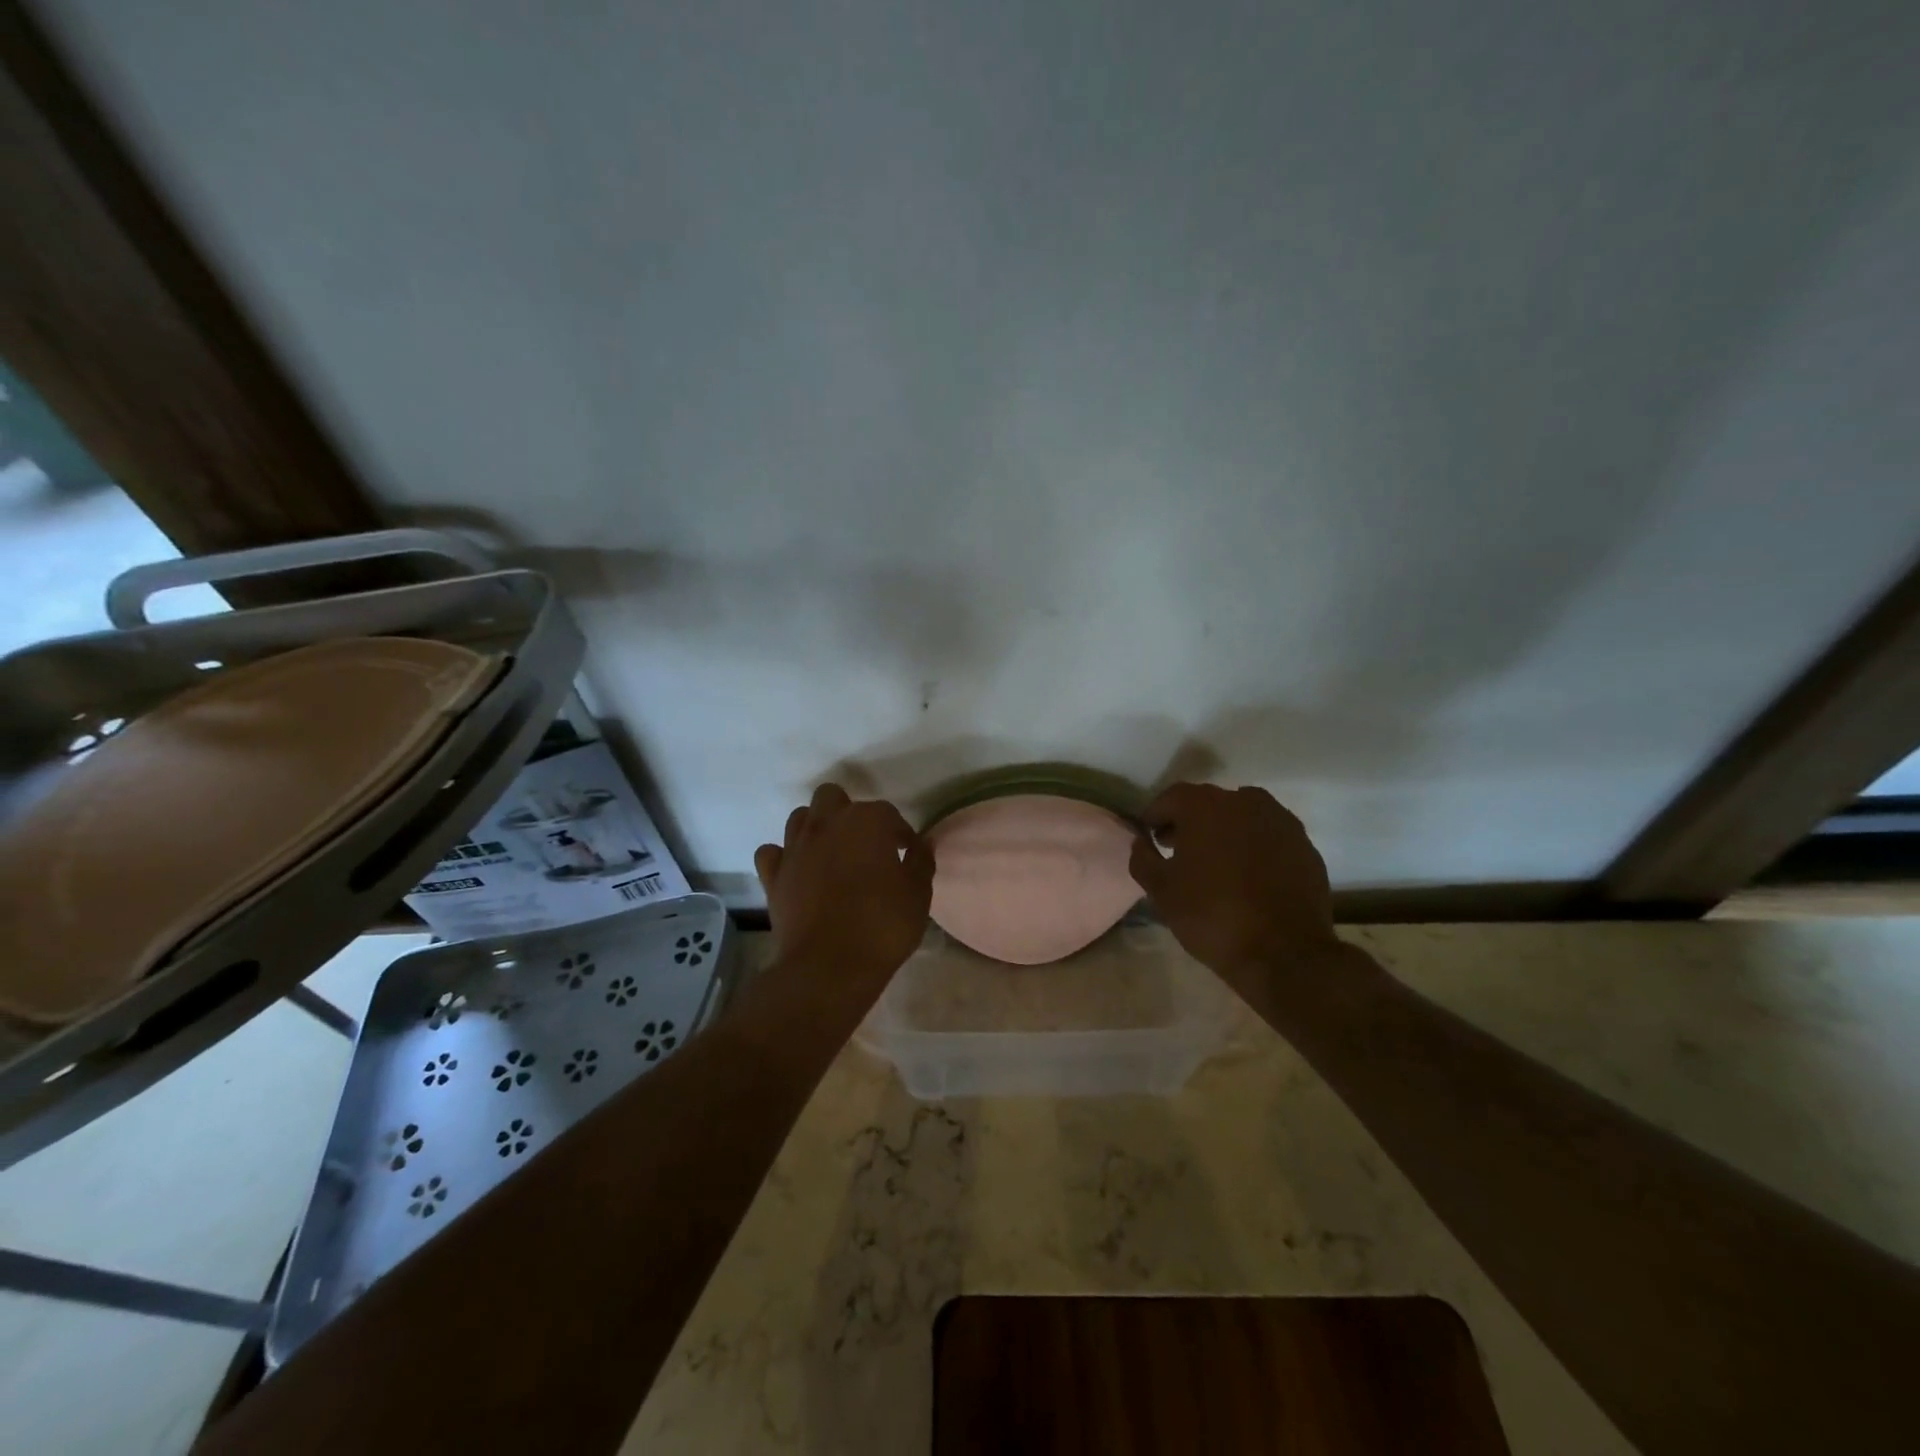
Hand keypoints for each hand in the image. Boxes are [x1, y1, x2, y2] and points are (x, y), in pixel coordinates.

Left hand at [755, 784, 933, 980]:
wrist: (829, 967)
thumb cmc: (882, 926)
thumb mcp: (918, 894)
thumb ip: (921, 861)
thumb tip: (922, 843)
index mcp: (866, 822)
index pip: (888, 814)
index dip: (900, 833)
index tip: (907, 853)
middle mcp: (827, 824)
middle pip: (833, 797)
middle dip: (849, 813)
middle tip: (865, 844)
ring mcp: (795, 848)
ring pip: (800, 817)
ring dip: (816, 828)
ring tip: (832, 853)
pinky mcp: (773, 876)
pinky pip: (771, 853)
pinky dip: (783, 857)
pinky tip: (797, 871)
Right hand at [1128, 783, 1340, 984]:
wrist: (1285, 952)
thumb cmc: (1212, 916)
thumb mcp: (1161, 891)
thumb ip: (1143, 858)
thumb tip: (1141, 842)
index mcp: (1205, 806)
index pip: (1171, 798)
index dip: (1156, 817)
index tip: (1150, 839)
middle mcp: (1244, 801)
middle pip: (1207, 803)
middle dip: (1189, 822)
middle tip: (1178, 851)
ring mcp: (1280, 820)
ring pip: (1241, 816)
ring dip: (1224, 831)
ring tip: (1216, 863)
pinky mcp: (1304, 844)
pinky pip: (1267, 835)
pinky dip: (1253, 845)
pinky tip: (1248, 875)